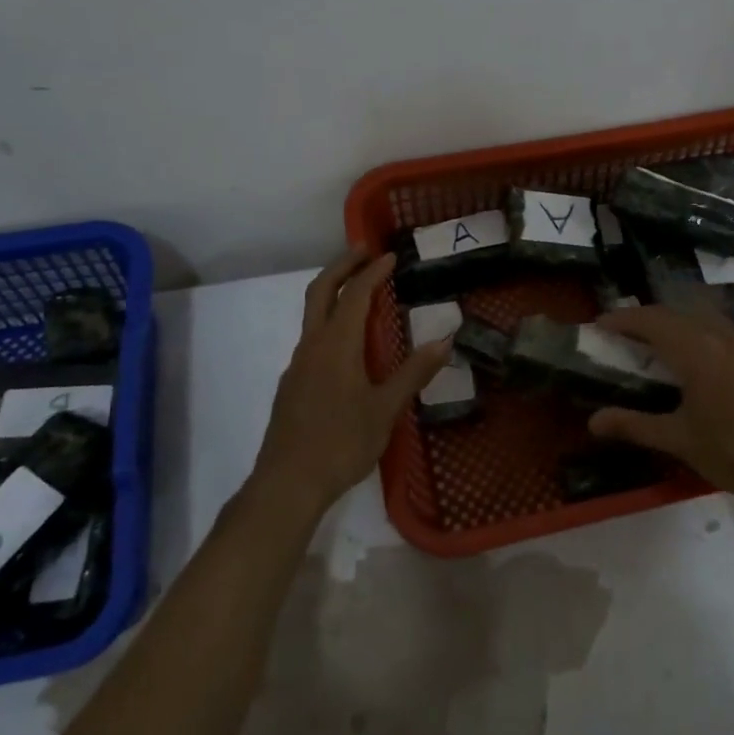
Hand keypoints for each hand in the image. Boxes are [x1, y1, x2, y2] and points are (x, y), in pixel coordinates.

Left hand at [250, 249, 450, 520]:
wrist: (287, 483)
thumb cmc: (341, 444)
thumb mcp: (385, 410)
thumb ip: (414, 372)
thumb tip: (445, 340)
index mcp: (336, 346)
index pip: (355, 295)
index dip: (373, 272)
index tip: (391, 256)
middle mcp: (312, 346)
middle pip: (321, 291)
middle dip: (342, 266)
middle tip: (365, 251)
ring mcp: (298, 365)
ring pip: (312, 314)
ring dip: (334, 292)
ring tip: (361, 291)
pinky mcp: (293, 384)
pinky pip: (312, 338)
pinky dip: (330, 321)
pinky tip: (349, 343)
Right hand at [586, 305, 733, 508]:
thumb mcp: (680, 440)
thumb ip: (634, 425)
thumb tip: (593, 422)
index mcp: (698, 351)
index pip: (653, 320)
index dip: (624, 319)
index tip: (601, 324)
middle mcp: (724, 336)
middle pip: (678, 312)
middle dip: (648, 318)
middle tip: (625, 335)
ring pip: (704, 317)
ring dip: (677, 323)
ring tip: (658, 345)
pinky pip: (725, 331)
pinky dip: (701, 334)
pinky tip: (699, 361)